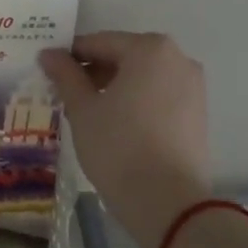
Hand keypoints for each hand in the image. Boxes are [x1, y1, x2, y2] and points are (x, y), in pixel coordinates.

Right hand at [39, 32, 211, 247]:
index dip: (69, 57)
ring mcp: (193, 86)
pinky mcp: (198, 113)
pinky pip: (158, 95)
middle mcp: (177, 58)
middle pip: (124, 57)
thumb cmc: (118, 146)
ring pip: (142, 77)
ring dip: (114, 88)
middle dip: (93, 73)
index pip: (98, 43)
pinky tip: (115, 126)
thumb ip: (65, 75)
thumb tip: (48, 54)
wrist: (169, 203)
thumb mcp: (82, 109)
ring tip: (88, 114)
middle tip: (66, 96)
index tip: (48, 72)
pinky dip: (136, 102)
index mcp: (148, 49)